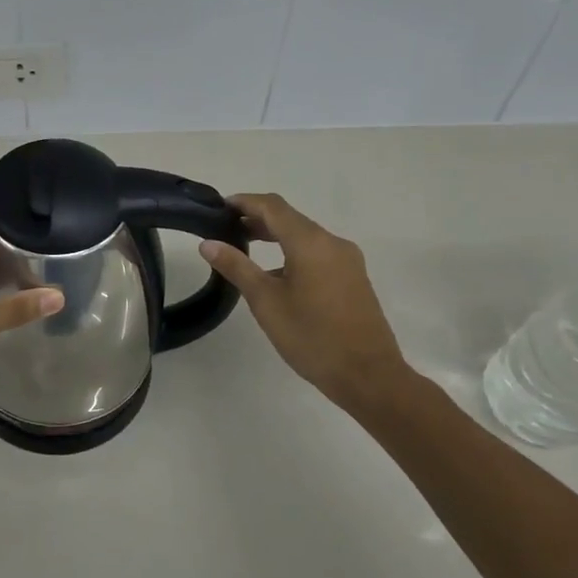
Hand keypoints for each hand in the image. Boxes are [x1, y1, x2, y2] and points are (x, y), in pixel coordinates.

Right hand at [200, 193, 410, 406]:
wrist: (368, 376)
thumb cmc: (312, 337)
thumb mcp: (266, 302)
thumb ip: (237, 267)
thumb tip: (208, 243)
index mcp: (310, 242)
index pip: (272, 206)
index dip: (244, 202)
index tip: (219, 207)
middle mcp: (332, 242)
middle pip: (290, 218)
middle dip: (258, 218)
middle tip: (226, 228)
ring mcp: (347, 260)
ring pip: (305, 236)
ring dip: (276, 236)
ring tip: (246, 248)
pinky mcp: (353, 277)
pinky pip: (318, 252)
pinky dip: (293, 252)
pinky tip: (276, 275)